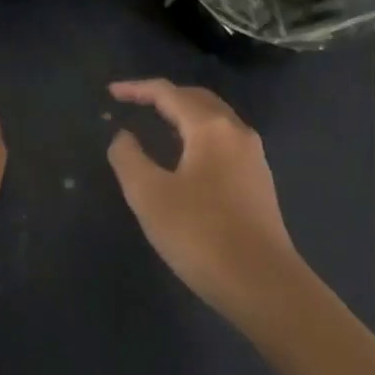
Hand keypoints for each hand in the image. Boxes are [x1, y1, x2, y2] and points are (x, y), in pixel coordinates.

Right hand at [105, 79, 304, 323]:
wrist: (263, 285)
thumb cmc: (200, 234)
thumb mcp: (149, 196)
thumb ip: (129, 158)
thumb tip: (124, 136)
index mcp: (210, 127)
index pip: (168, 93)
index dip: (137, 89)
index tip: (111, 93)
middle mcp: (236, 132)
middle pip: (197, 99)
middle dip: (165, 96)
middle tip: (135, 102)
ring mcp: (253, 156)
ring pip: (214, 120)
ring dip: (184, 115)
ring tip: (156, 126)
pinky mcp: (259, 181)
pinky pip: (224, 141)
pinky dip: (198, 136)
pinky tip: (185, 159)